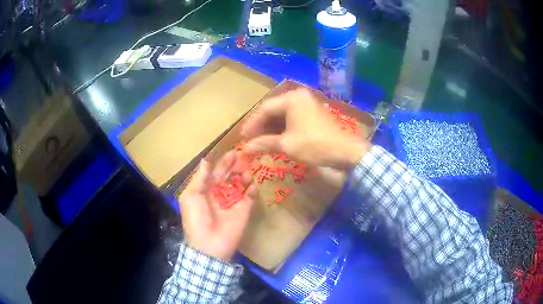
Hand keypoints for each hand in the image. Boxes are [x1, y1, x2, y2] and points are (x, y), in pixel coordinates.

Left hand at [179, 151, 256, 260]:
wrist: (209, 244)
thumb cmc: (196, 218)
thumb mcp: (191, 196)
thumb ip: (199, 178)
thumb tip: (205, 160)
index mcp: (206, 191)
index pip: (215, 173)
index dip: (222, 163)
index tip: (232, 152)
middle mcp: (220, 195)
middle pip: (229, 177)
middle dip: (235, 167)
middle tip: (243, 156)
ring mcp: (233, 203)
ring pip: (240, 185)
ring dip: (244, 176)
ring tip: (246, 172)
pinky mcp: (244, 211)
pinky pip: (250, 197)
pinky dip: (253, 190)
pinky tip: (251, 185)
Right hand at [241, 88, 370, 170]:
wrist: (344, 151)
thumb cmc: (314, 145)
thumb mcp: (287, 144)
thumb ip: (264, 143)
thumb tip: (245, 149)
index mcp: (292, 99)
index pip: (265, 109)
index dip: (252, 124)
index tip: (242, 137)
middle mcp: (299, 97)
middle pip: (274, 110)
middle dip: (262, 127)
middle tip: (250, 140)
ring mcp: (308, 105)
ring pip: (283, 115)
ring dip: (272, 129)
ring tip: (260, 142)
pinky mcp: (313, 114)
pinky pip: (293, 119)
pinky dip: (283, 129)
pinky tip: (275, 140)